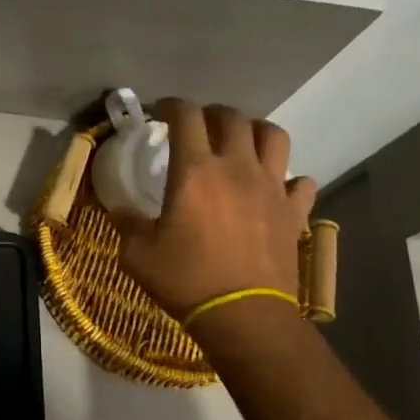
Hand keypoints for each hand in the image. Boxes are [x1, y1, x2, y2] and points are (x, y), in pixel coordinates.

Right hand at [116, 99, 316, 320]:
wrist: (242, 315)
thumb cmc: (184, 279)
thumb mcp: (137, 253)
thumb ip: (127, 223)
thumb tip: (118, 209)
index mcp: (194, 170)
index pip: (185, 116)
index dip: (172, 105)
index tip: (161, 110)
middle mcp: (236, 167)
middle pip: (232, 118)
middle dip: (213, 113)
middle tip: (200, 125)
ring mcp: (271, 187)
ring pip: (274, 136)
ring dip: (256, 131)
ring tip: (243, 142)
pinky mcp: (294, 212)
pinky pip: (300, 182)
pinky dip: (289, 179)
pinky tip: (276, 188)